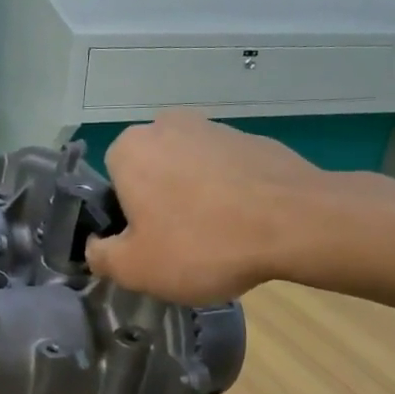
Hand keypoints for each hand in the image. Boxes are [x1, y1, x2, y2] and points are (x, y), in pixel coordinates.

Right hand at [86, 112, 359, 303]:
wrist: (299, 223)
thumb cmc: (202, 244)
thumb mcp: (134, 268)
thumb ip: (100, 256)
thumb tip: (96, 246)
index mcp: (129, 148)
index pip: (110, 185)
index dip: (125, 220)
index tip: (148, 246)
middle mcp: (166, 125)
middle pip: (149, 175)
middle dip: (158, 205)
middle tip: (180, 245)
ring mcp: (214, 128)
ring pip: (187, 171)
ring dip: (193, 199)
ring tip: (217, 239)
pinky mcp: (254, 140)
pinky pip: (225, 172)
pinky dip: (228, 195)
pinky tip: (244, 225)